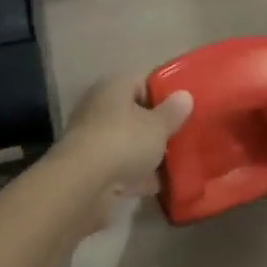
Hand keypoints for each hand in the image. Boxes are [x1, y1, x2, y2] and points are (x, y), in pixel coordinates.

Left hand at [45, 71, 193, 226]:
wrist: (82, 185)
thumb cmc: (123, 142)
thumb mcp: (158, 126)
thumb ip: (173, 112)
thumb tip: (185, 96)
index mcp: (113, 87)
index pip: (142, 80)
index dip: (164, 92)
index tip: (183, 108)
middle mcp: (99, 107)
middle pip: (133, 112)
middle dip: (155, 125)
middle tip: (181, 135)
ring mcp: (92, 138)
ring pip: (126, 141)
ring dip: (146, 152)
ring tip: (174, 162)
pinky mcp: (89, 168)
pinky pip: (119, 166)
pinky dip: (135, 174)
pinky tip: (157, 185)